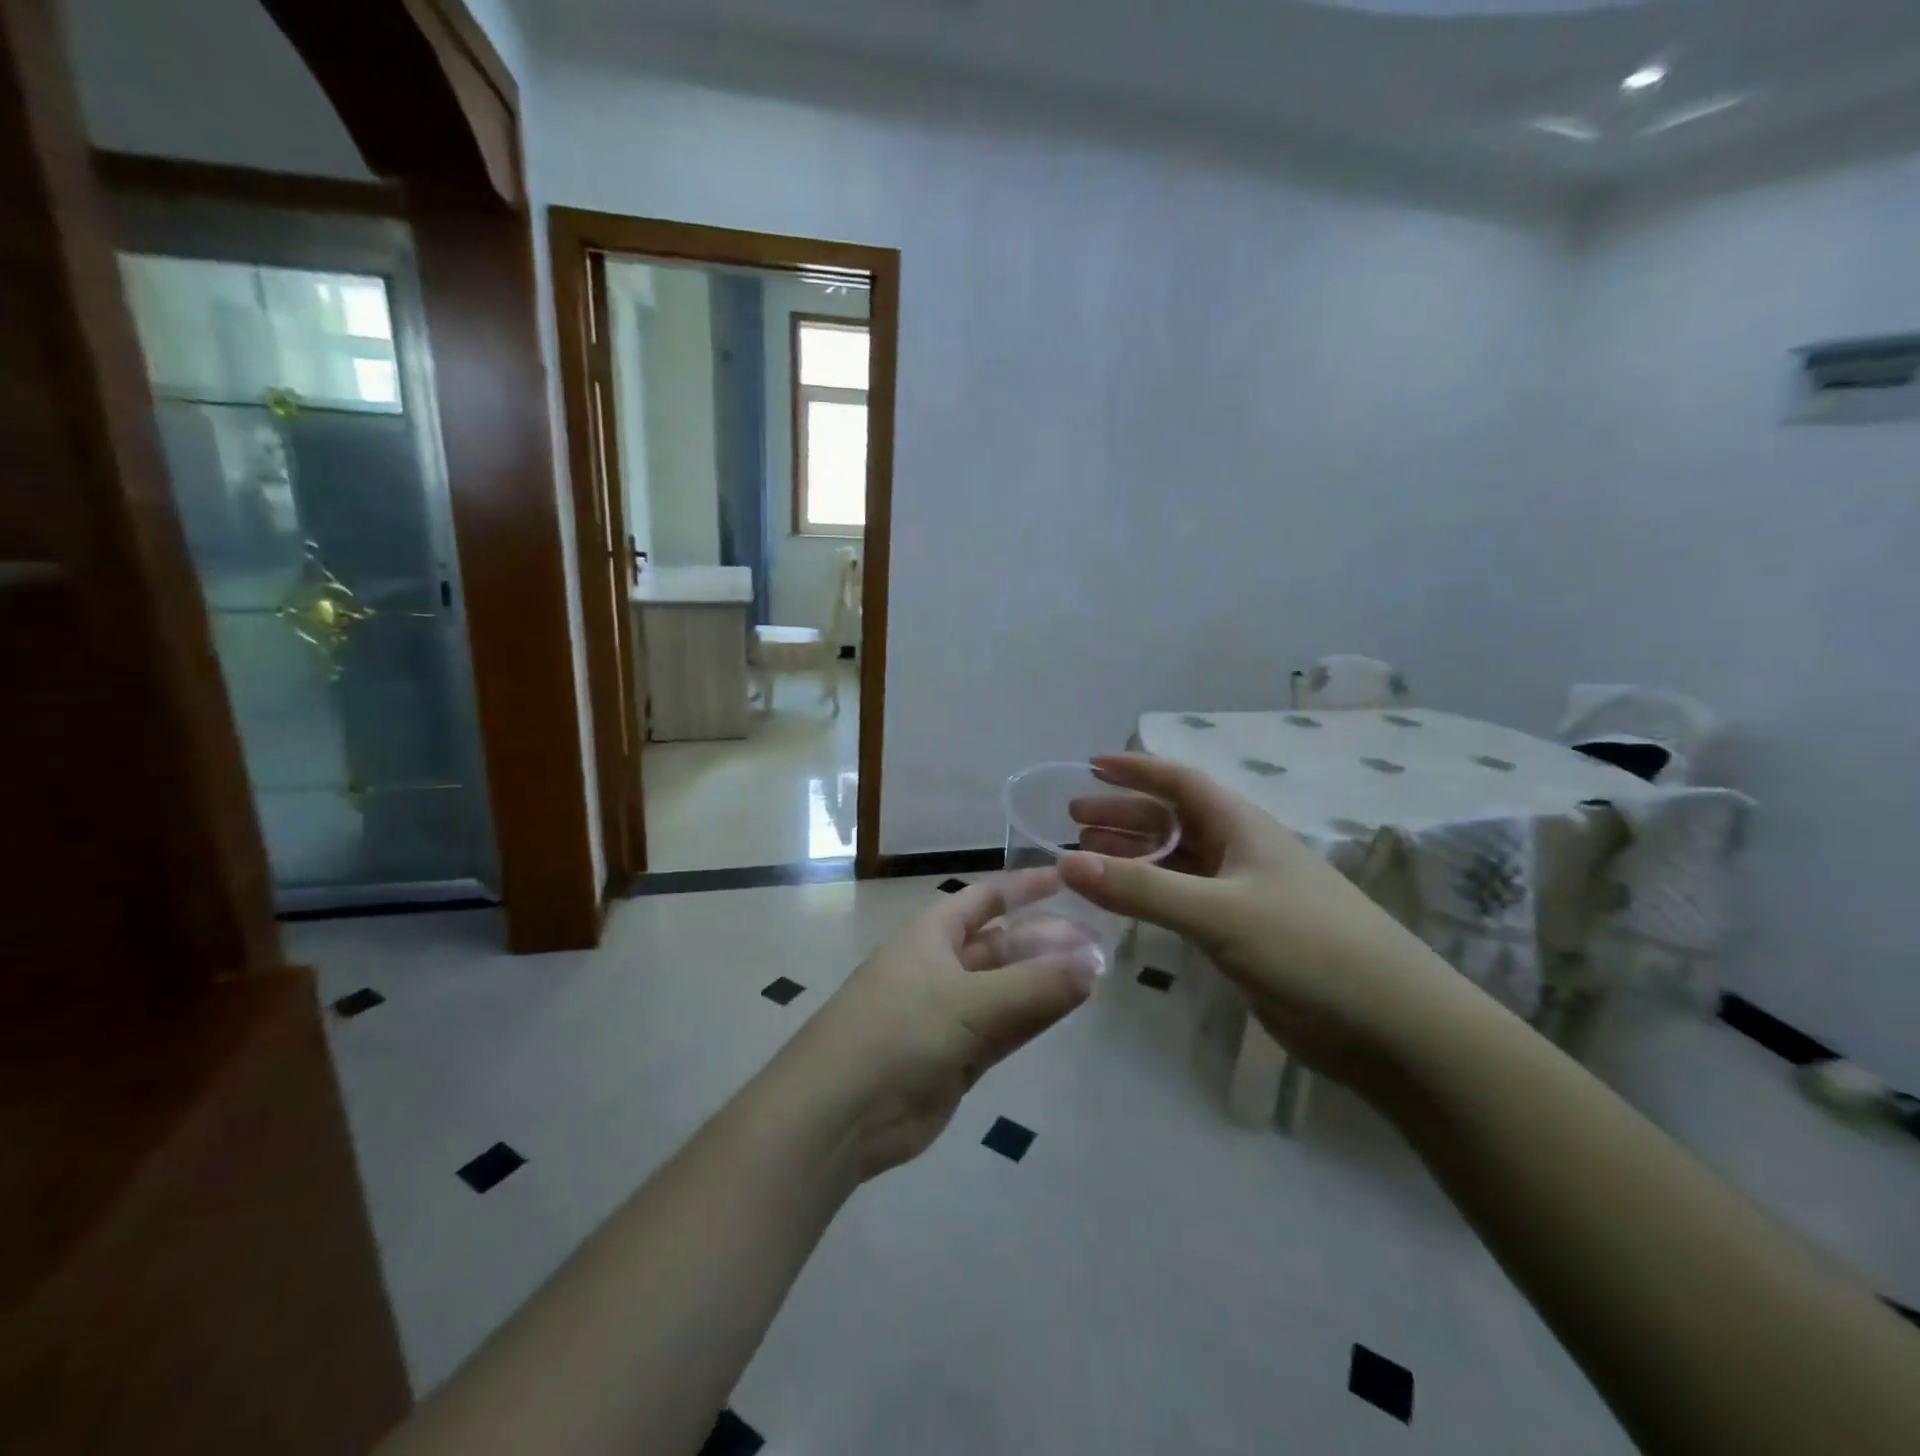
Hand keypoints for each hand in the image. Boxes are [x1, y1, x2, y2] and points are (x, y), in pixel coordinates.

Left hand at [791, 870, 1101, 1179]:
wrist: (841, 1111)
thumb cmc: (899, 1029)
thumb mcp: (970, 1000)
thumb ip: (1036, 984)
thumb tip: (1095, 960)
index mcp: (932, 934)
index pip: (986, 899)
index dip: (1024, 887)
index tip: (1068, 879)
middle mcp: (942, 966)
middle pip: (1003, 944)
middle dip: (1046, 940)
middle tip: (1099, 943)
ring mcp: (950, 1014)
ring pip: (1009, 988)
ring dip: (1047, 981)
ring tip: (1096, 973)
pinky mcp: (958, 1057)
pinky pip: (1006, 1027)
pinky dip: (1036, 1016)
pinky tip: (1070, 1006)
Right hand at [1061, 755, 1465, 1086]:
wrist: (1390, 1025)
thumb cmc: (1308, 947)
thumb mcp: (1219, 912)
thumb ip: (1142, 889)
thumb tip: (1065, 863)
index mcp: (1241, 826)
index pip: (1180, 781)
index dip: (1135, 769)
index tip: (1089, 766)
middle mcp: (1239, 852)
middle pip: (1171, 820)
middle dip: (1123, 815)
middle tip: (1073, 820)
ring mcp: (1241, 894)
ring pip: (1175, 863)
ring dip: (1132, 857)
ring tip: (1085, 858)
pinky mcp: (1241, 935)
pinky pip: (1182, 901)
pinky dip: (1149, 896)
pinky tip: (1123, 904)